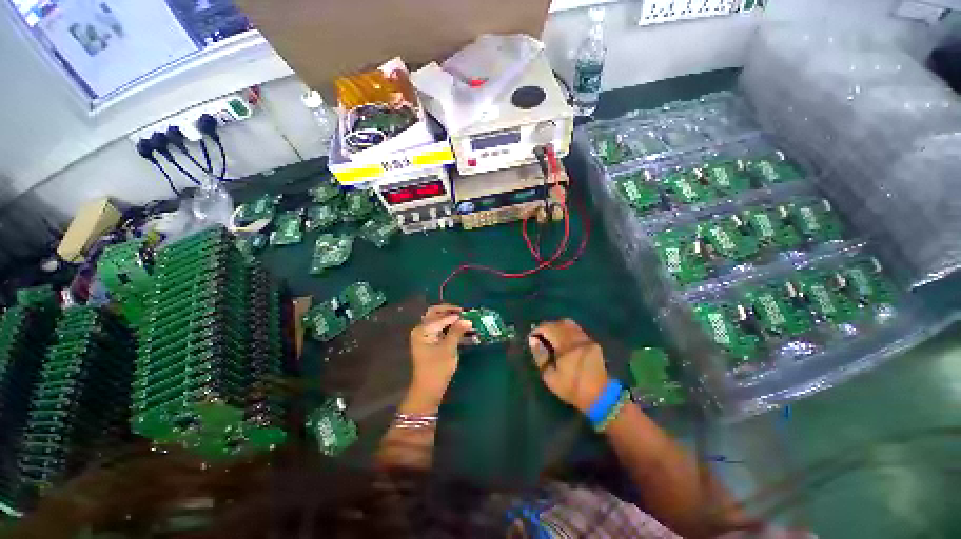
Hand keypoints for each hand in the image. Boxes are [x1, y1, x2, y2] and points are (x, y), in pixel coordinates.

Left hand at [402, 304, 472, 413]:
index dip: (456, 315)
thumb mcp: (449, 349)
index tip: (470, 313)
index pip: (441, 316)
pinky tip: (459, 328)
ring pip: (438, 320)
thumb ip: (457, 331)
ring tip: (464, 318)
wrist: (428, 390)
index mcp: (423, 330)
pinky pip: (439, 328)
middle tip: (465, 312)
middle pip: (436, 313)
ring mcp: (424, 335)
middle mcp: (421, 329)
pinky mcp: (429, 341)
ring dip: (450, 318)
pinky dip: (449, 326)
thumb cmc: (437, 369)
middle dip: (450, 311)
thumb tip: (467, 319)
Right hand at [529, 319, 609, 413]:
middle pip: (557, 323)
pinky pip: (576, 329)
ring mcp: (585, 338)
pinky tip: (563, 341)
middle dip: (546, 327)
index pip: (547, 328)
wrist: (600, 396)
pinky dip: (566, 330)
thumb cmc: (572, 388)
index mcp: (565, 345)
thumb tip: (533, 340)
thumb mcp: (550, 376)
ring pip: (568, 323)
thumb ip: (540, 356)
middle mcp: (575, 337)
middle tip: (539, 337)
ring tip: (551, 338)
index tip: (531, 338)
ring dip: (556, 327)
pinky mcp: (591, 342)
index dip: (537, 330)